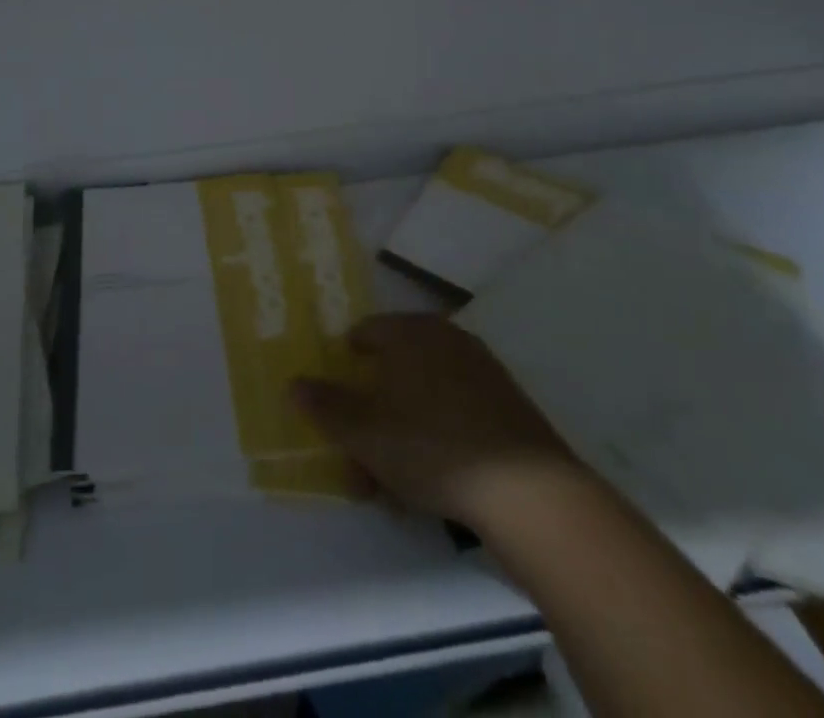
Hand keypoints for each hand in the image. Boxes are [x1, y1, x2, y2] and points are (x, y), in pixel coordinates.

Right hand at [290, 314, 579, 528]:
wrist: (529, 491)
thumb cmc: (431, 446)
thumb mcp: (363, 432)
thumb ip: (325, 406)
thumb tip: (293, 383)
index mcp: (411, 331)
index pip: (365, 333)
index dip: (346, 365)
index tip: (338, 403)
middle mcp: (447, 340)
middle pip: (395, 370)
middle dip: (372, 414)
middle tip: (359, 457)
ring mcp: (483, 373)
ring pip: (425, 399)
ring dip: (402, 434)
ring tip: (392, 484)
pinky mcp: (510, 409)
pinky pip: (458, 416)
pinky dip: (439, 440)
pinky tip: (434, 483)